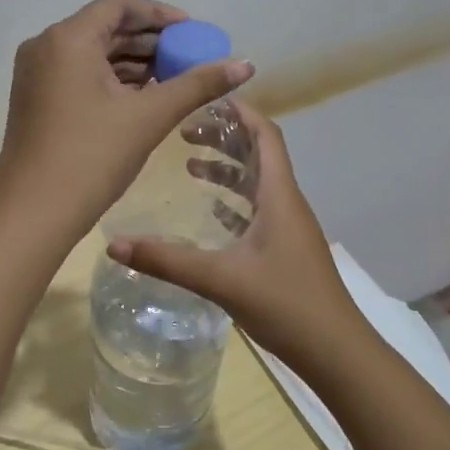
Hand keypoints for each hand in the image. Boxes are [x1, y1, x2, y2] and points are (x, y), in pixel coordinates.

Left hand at [0, 0, 252, 239]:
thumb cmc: (92, 157)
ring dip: (132, 63)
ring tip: (172, 80)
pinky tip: (141, 98)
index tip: (192, 32)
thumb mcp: (149, 117)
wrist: (34, 213)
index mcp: (67, 39)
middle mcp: (45, 46)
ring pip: (91, 54)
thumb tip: (245, 63)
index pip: (119, 7)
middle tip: (188, 58)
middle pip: (105, 29)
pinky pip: (77, 75)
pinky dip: (110, 80)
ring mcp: (34, 74)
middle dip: (149, 42)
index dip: (160, 14)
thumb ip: (198, 84)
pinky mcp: (34, 99)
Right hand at [106, 102, 361, 367]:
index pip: (265, 136)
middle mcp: (287, 203)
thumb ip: (166, 260)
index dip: (241, 112)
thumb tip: (113, 244)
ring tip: (189, 163)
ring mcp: (289, 228)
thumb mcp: (220, 279)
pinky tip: (210, 210)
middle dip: (224, 138)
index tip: (208, 97)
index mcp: (279, 196)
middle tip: (184, 131)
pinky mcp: (286, 250)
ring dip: (227, 169)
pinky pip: (258, 210)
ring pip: (257, 183)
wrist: (336, 352)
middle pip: (259, 155)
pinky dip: (233, 200)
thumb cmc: (285, 304)